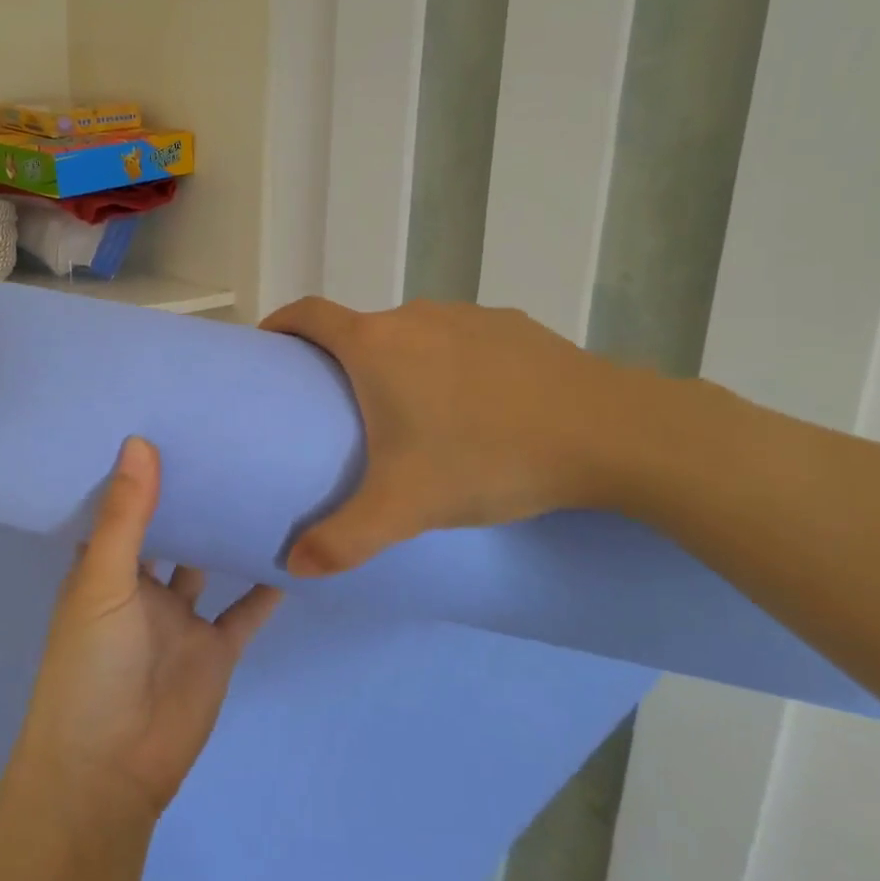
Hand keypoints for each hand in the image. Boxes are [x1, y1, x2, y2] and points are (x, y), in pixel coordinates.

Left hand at [13, 437, 282, 822]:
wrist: (111, 769)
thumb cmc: (91, 666)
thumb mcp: (101, 582)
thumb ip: (126, 517)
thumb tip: (139, 441)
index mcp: (104, 569)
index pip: (120, 508)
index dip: (138, 473)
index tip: (164, 422)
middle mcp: (142, 587)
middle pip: (169, 532)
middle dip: (188, 496)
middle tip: (223, 441)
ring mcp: (181, 620)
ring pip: (207, 565)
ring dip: (225, 535)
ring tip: (260, 483)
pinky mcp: (216, 649)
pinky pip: (245, 611)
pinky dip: (266, 589)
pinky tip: (292, 552)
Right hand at [261, 299, 644, 575]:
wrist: (609, 432)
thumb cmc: (488, 457)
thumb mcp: (406, 507)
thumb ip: (344, 539)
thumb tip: (294, 566)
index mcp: (375, 345)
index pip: (308, 315)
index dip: (281, 325)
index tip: (270, 348)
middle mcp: (414, 316)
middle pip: (360, 329)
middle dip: (343, 361)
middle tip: (345, 412)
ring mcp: (468, 316)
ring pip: (414, 335)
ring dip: (400, 363)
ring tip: (415, 415)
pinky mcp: (513, 326)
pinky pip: (462, 341)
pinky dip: (451, 364)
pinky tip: (478, 406)